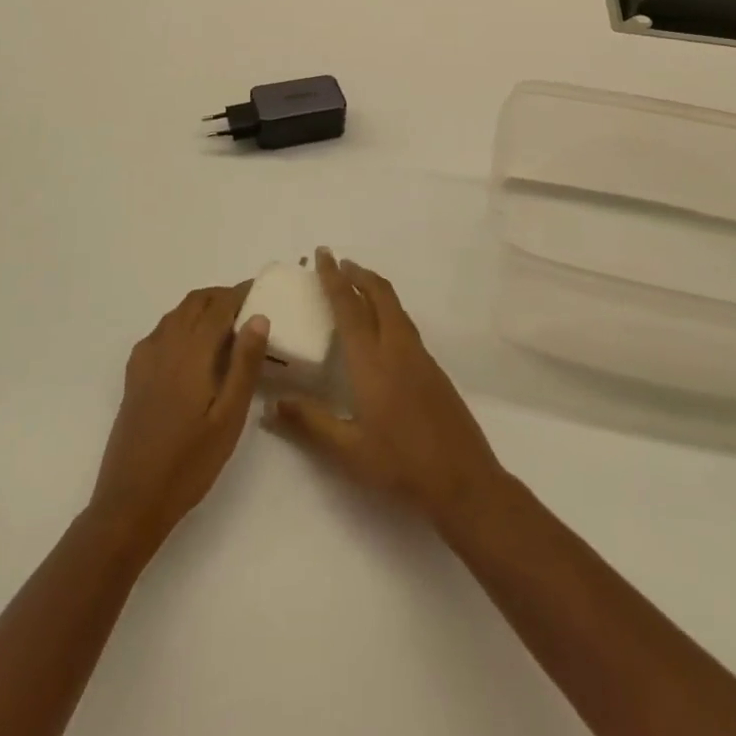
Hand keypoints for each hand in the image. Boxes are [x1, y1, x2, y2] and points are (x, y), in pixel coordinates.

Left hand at [89, 285, 268, 548]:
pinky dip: (181, 324)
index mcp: (191, 352)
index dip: (240, 293)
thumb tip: (259, 317)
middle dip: (221, 296)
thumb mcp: (229, 417)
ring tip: (226, 324)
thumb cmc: (189, 462)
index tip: (261, 290)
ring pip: (176, 314)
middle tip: (248, 306)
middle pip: (194, 302)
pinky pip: (160, 332)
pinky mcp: (134, 376)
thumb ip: (244, 364)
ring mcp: (145, 359)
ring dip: (201, 308)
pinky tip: (192, 348)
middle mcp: (165, 345)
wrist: (131, 501)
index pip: (218, 306)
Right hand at [267, 248, 506, 527]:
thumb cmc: (401, 466)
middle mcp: (397, 348)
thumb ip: (310, 423)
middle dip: (357, 273)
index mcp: (372, 362)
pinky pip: (405, 323)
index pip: (349, 307)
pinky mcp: (433, 369)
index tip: (323, 255)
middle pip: (379, 295)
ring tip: (356, 285)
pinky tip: (381, 327)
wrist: (464, 480)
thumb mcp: (348, 452)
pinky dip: (388, 309)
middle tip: (338, 262)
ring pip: (395, 307)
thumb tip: (271, 405)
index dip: (334, 279)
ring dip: (374, 288)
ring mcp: (420, 357)